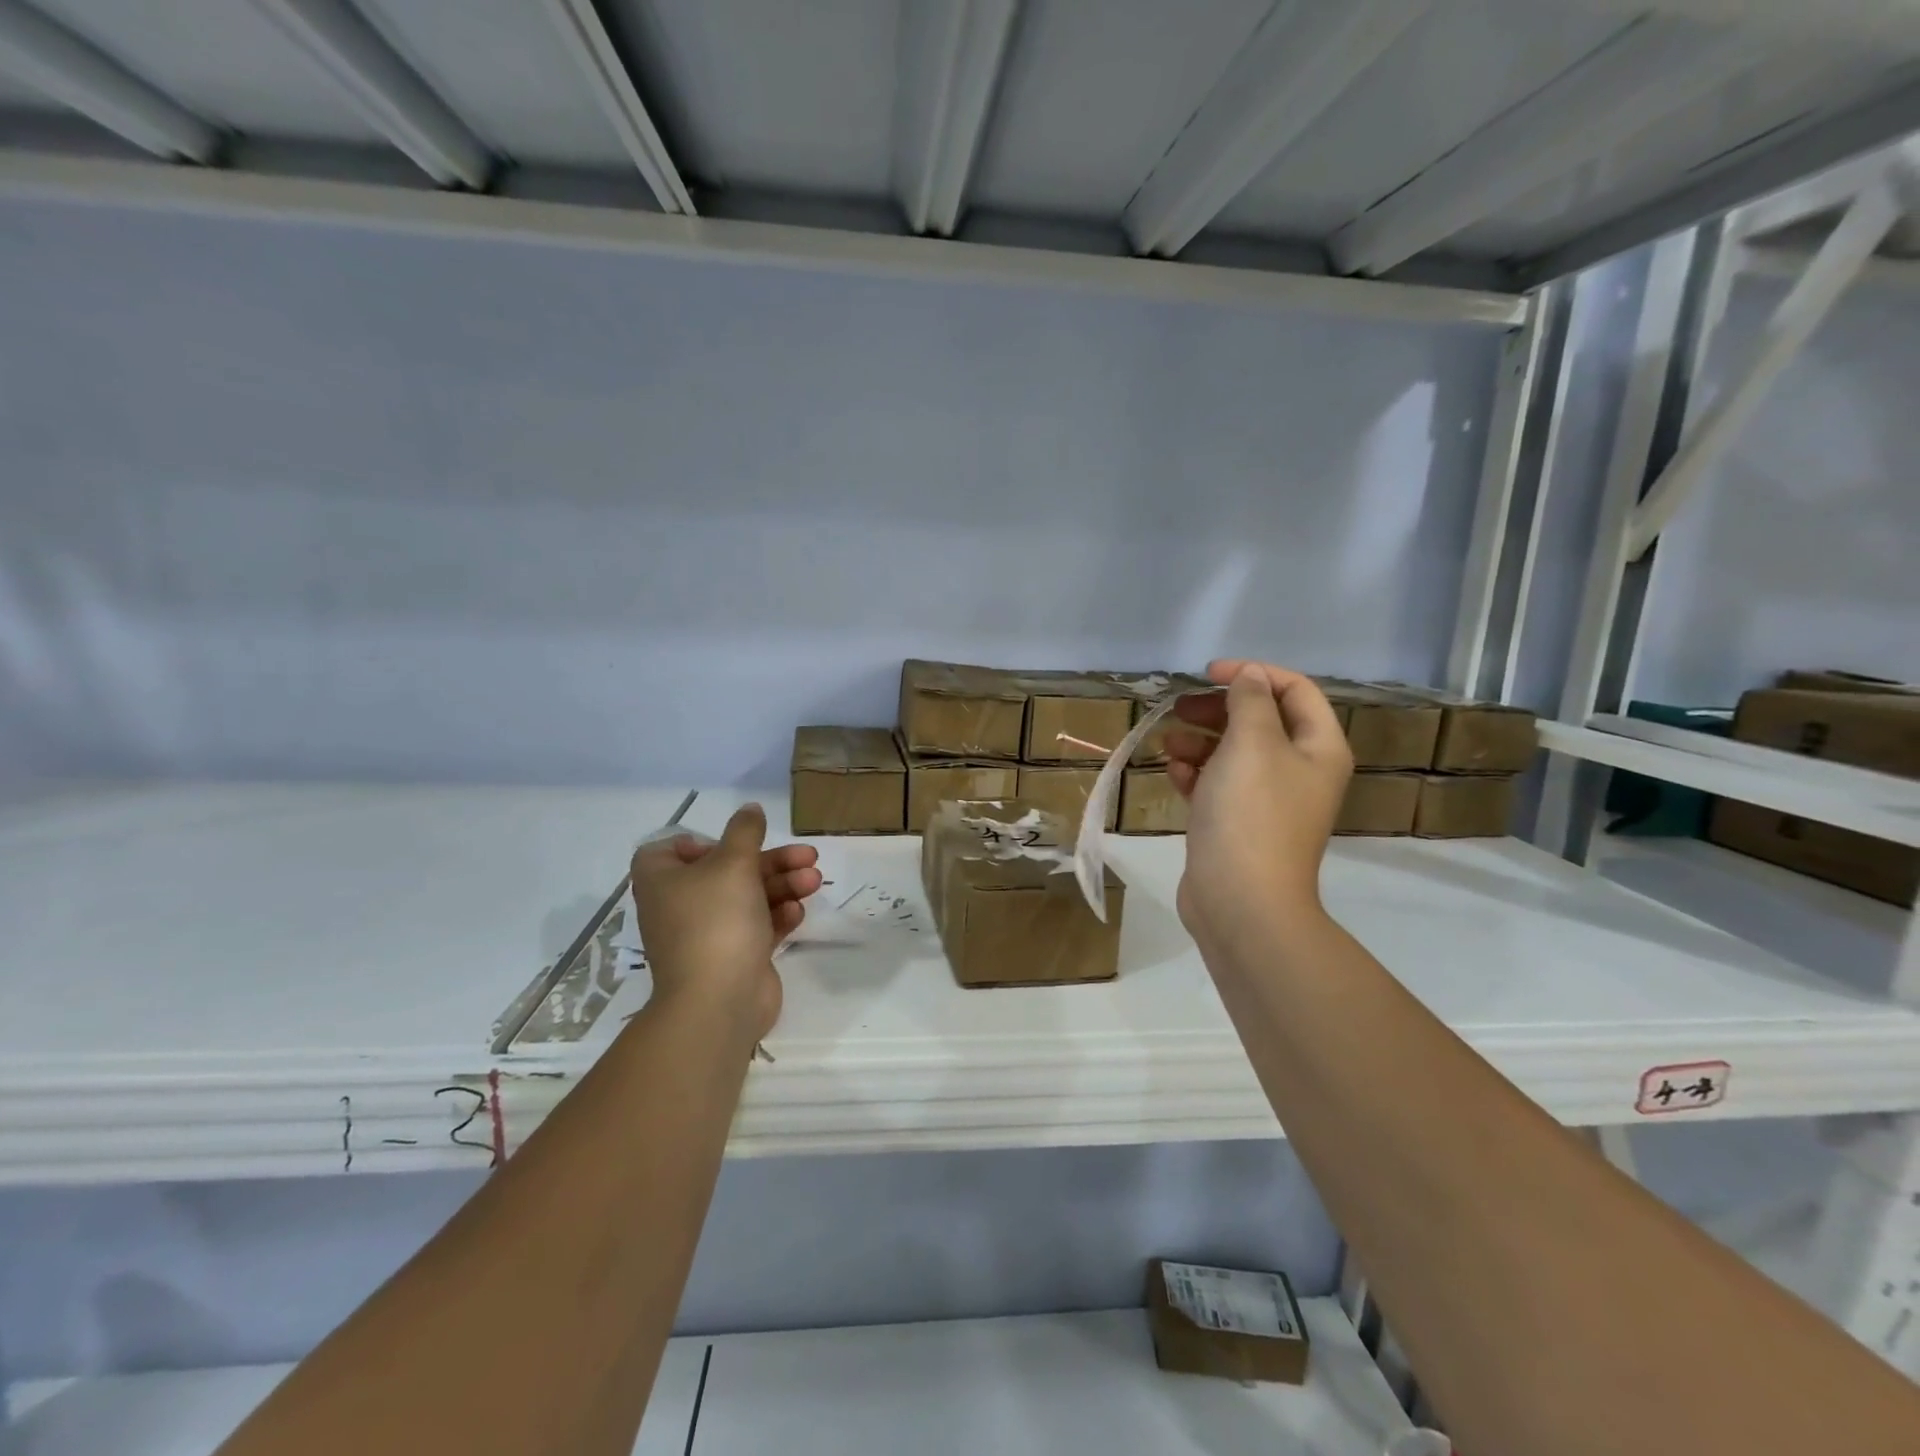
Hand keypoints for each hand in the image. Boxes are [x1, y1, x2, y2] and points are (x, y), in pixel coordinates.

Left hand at [628, 804, 821, 1044]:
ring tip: (814, 881)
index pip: (671, 850)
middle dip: (770, 861)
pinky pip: (757, 926)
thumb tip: (749, 809)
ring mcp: (707, 934)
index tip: (733, 843)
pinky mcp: (734, 957)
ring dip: (782, 885)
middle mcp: (680, 905)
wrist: (719, 1001)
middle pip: (727, 870)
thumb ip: (745, 832)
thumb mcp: (733, 863)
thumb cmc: (717, 920)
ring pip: (748, 897)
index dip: (702, 842)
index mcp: (663, 881)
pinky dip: (777, 916)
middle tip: (808, 856)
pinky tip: (798, 913)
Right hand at [1163, 661, 1351, 955]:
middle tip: (1180, 708)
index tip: (1208, 674)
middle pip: (1260, 720)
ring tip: (1169, 746)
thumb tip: (1250, 675)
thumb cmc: (1251, 813)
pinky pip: (1218, 785)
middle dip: (1218, 709)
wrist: (1240, 900)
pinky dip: (1196, 774)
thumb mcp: (1252, 743)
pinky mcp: (1238, 824)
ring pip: (1233, 753)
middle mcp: (1300, 770)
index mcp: (1318, 747)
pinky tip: (1175, 775)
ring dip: (1200, 741)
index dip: (1253, 674)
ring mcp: (1268, 800)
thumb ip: (1250, 701)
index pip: (1295, 690)